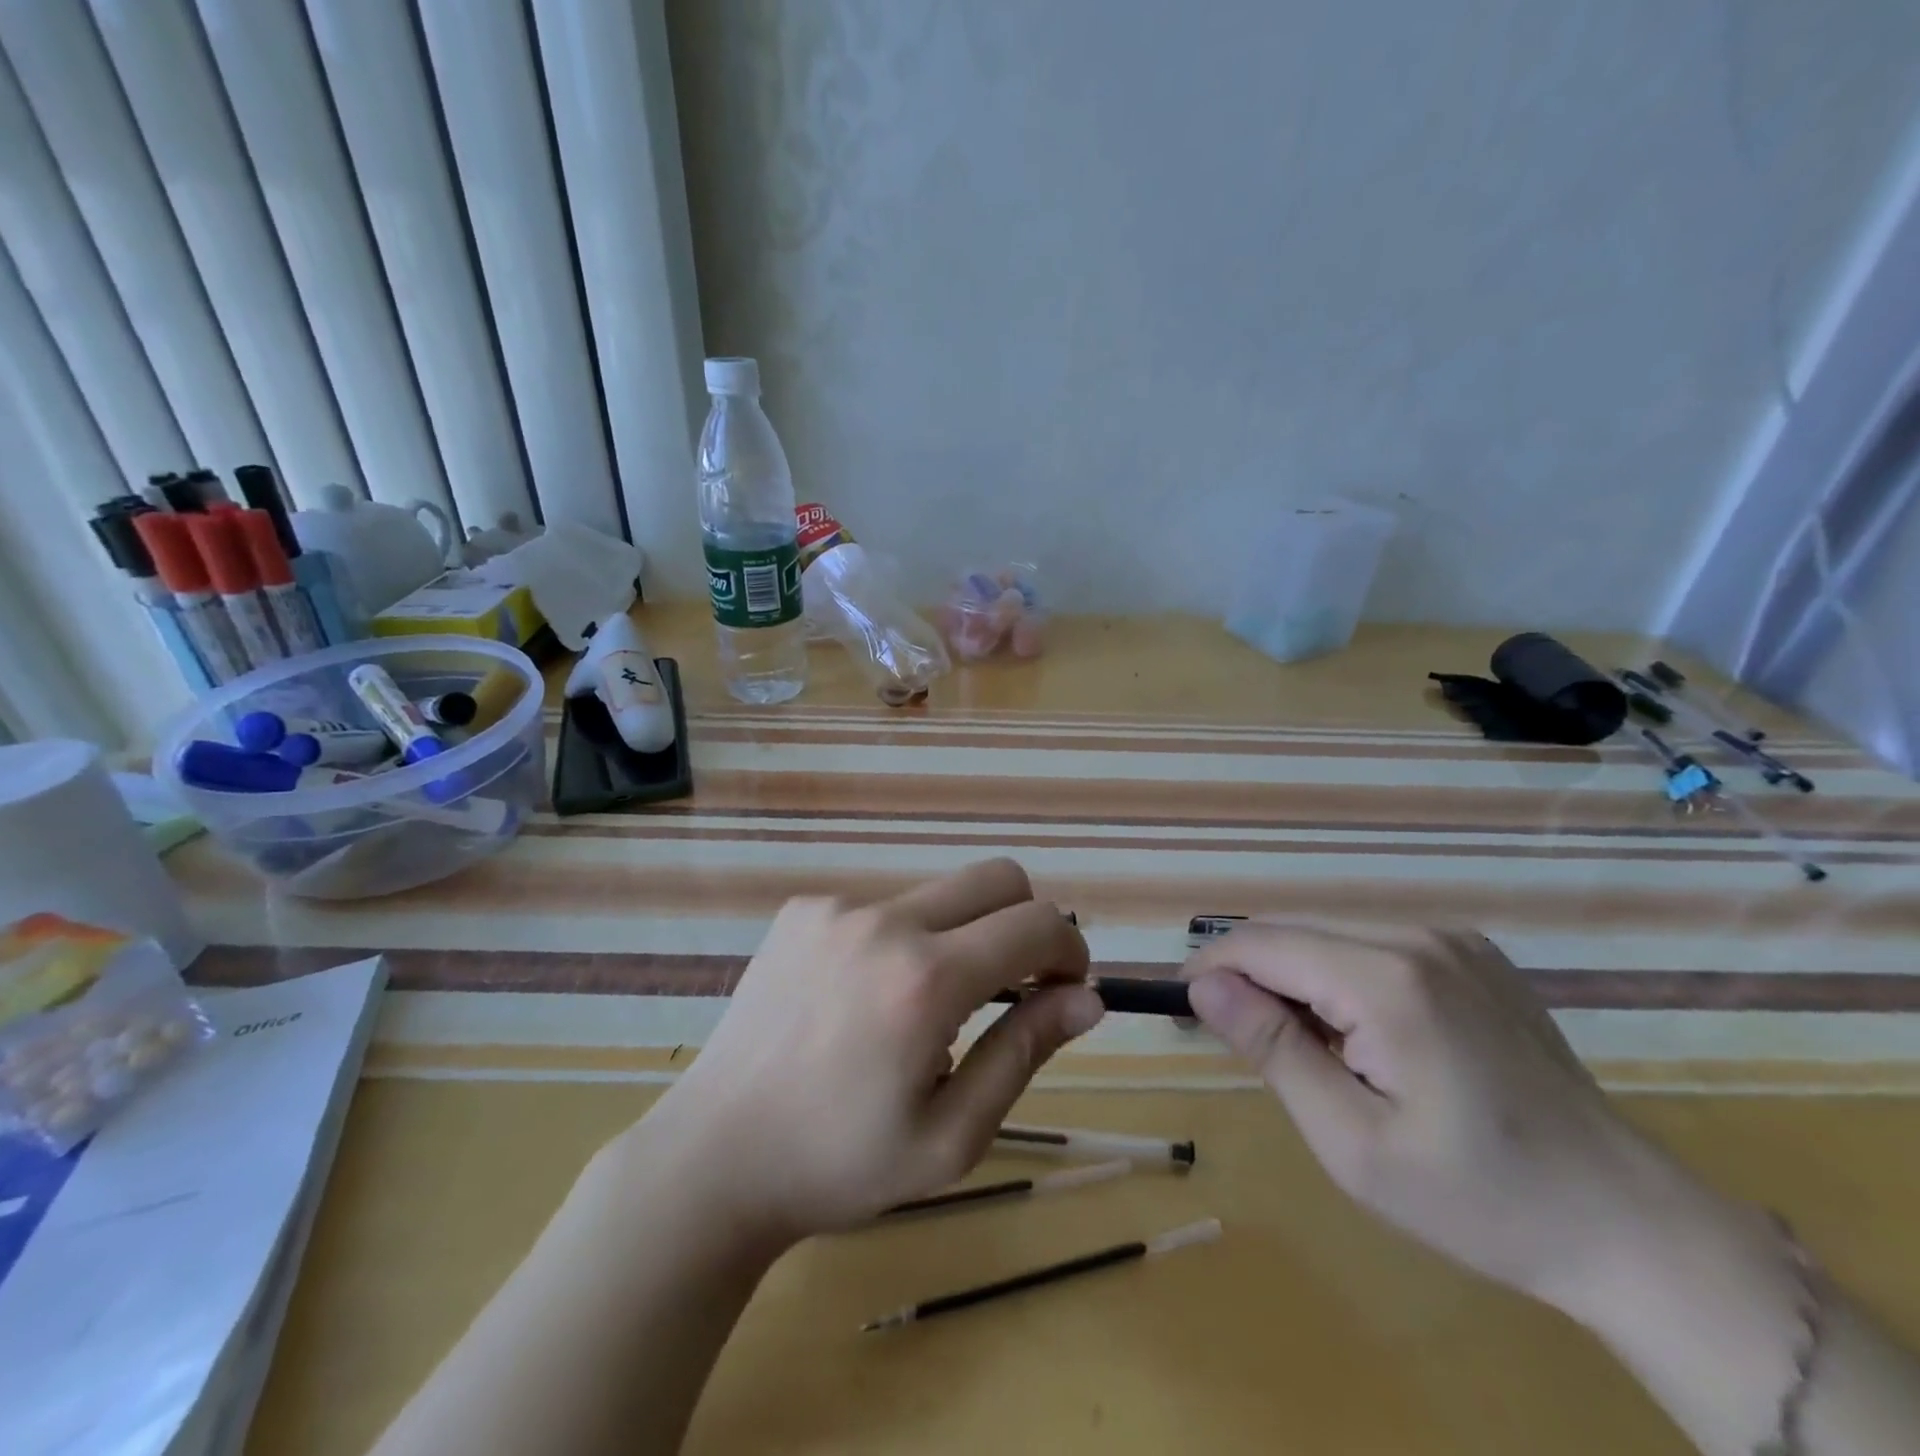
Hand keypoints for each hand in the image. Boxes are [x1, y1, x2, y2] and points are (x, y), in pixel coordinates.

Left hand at [641, 859, 1102, 1245]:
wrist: (716, 1154)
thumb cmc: (840, 1163)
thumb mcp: (952, 1135)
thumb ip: (1024, 1051)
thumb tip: (1089, 998)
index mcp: (926, 979)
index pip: (1036, 923)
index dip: (1069, 950)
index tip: (1065, 989)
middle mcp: (885, 921)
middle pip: (996, 878)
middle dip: (1026, 922)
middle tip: (1013, 986)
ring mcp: (836, 908)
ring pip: (937, 895)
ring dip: (957, 937)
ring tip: (920, 1009)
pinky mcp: (802, 910)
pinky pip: (881, 908)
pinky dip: (899, 941)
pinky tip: (862, 999)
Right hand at [1183, 921, 1706, 1317]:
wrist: (1630, 1226)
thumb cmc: (1480, 1199)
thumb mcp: (1353, 1142)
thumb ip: (1273, 1050)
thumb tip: (1203, 985)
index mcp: (1388, 979)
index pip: (1263, 943)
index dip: (1211, 969)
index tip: (1182, 1008)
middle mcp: (1418, 936)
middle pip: (1294, 933)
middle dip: (1252, 977)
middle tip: (1241, 1043)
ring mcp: (1452, 940)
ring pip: (1329, 936)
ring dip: (1297, 981)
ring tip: (1309, 1052)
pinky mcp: (1473, 954)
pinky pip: (1372, 947)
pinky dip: (1341, 979)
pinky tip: (1363, 1037)